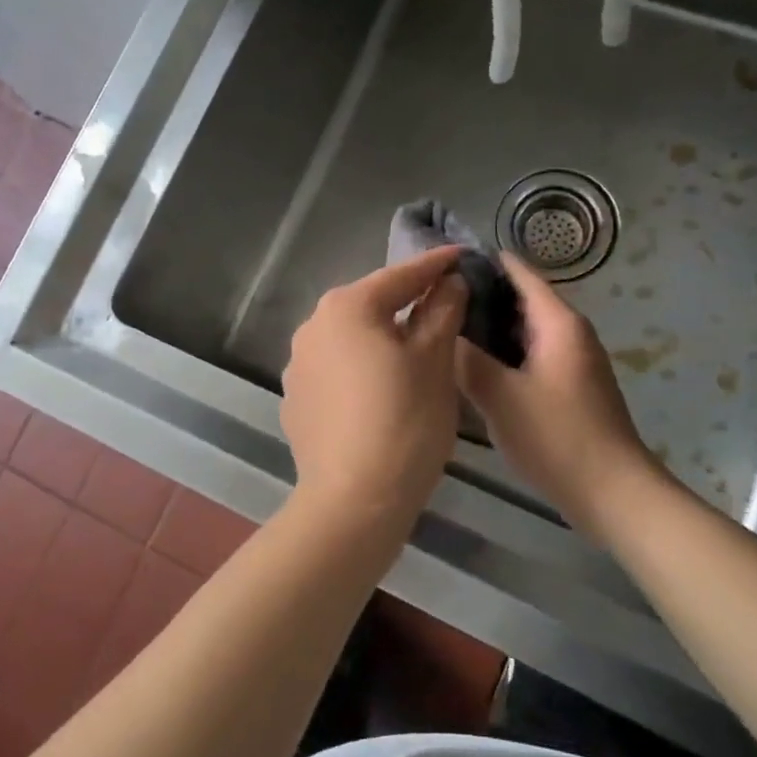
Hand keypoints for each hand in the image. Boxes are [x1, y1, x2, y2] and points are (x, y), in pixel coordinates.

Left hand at [282, 247, 467, 525]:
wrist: (353, 501)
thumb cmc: (404, 422)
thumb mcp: (434, 362)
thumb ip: (441, 312)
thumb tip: (449, 282)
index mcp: (347, 307)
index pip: (400, 276)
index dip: (435, 265)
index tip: (461, 255)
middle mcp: (312, 326)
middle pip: (370, 305)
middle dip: (406, 302)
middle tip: (443, 304)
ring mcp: (297, 364)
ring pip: (350, 338)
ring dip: (380, 337)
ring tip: (412, 350)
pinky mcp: (295, 399)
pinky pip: (335, 370)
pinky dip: (359, 369)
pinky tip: (378, 391)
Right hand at [458, 256, 659, 534]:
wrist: (613, 493)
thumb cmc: (557, 437)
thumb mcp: (500, 396)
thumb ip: (467, 358)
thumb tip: (442, 329)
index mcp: (558, 323)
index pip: (519, 273)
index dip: (483, 262)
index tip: (441, 264)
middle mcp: (570, 333)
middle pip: (521, 300)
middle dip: (480, 298)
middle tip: (432, 302)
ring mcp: (572, 361)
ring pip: (524, 331)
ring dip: (489, 329)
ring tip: (444, 331)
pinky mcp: (569, 387)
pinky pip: (530, 356)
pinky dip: (503, 354)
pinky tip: (472, 368)